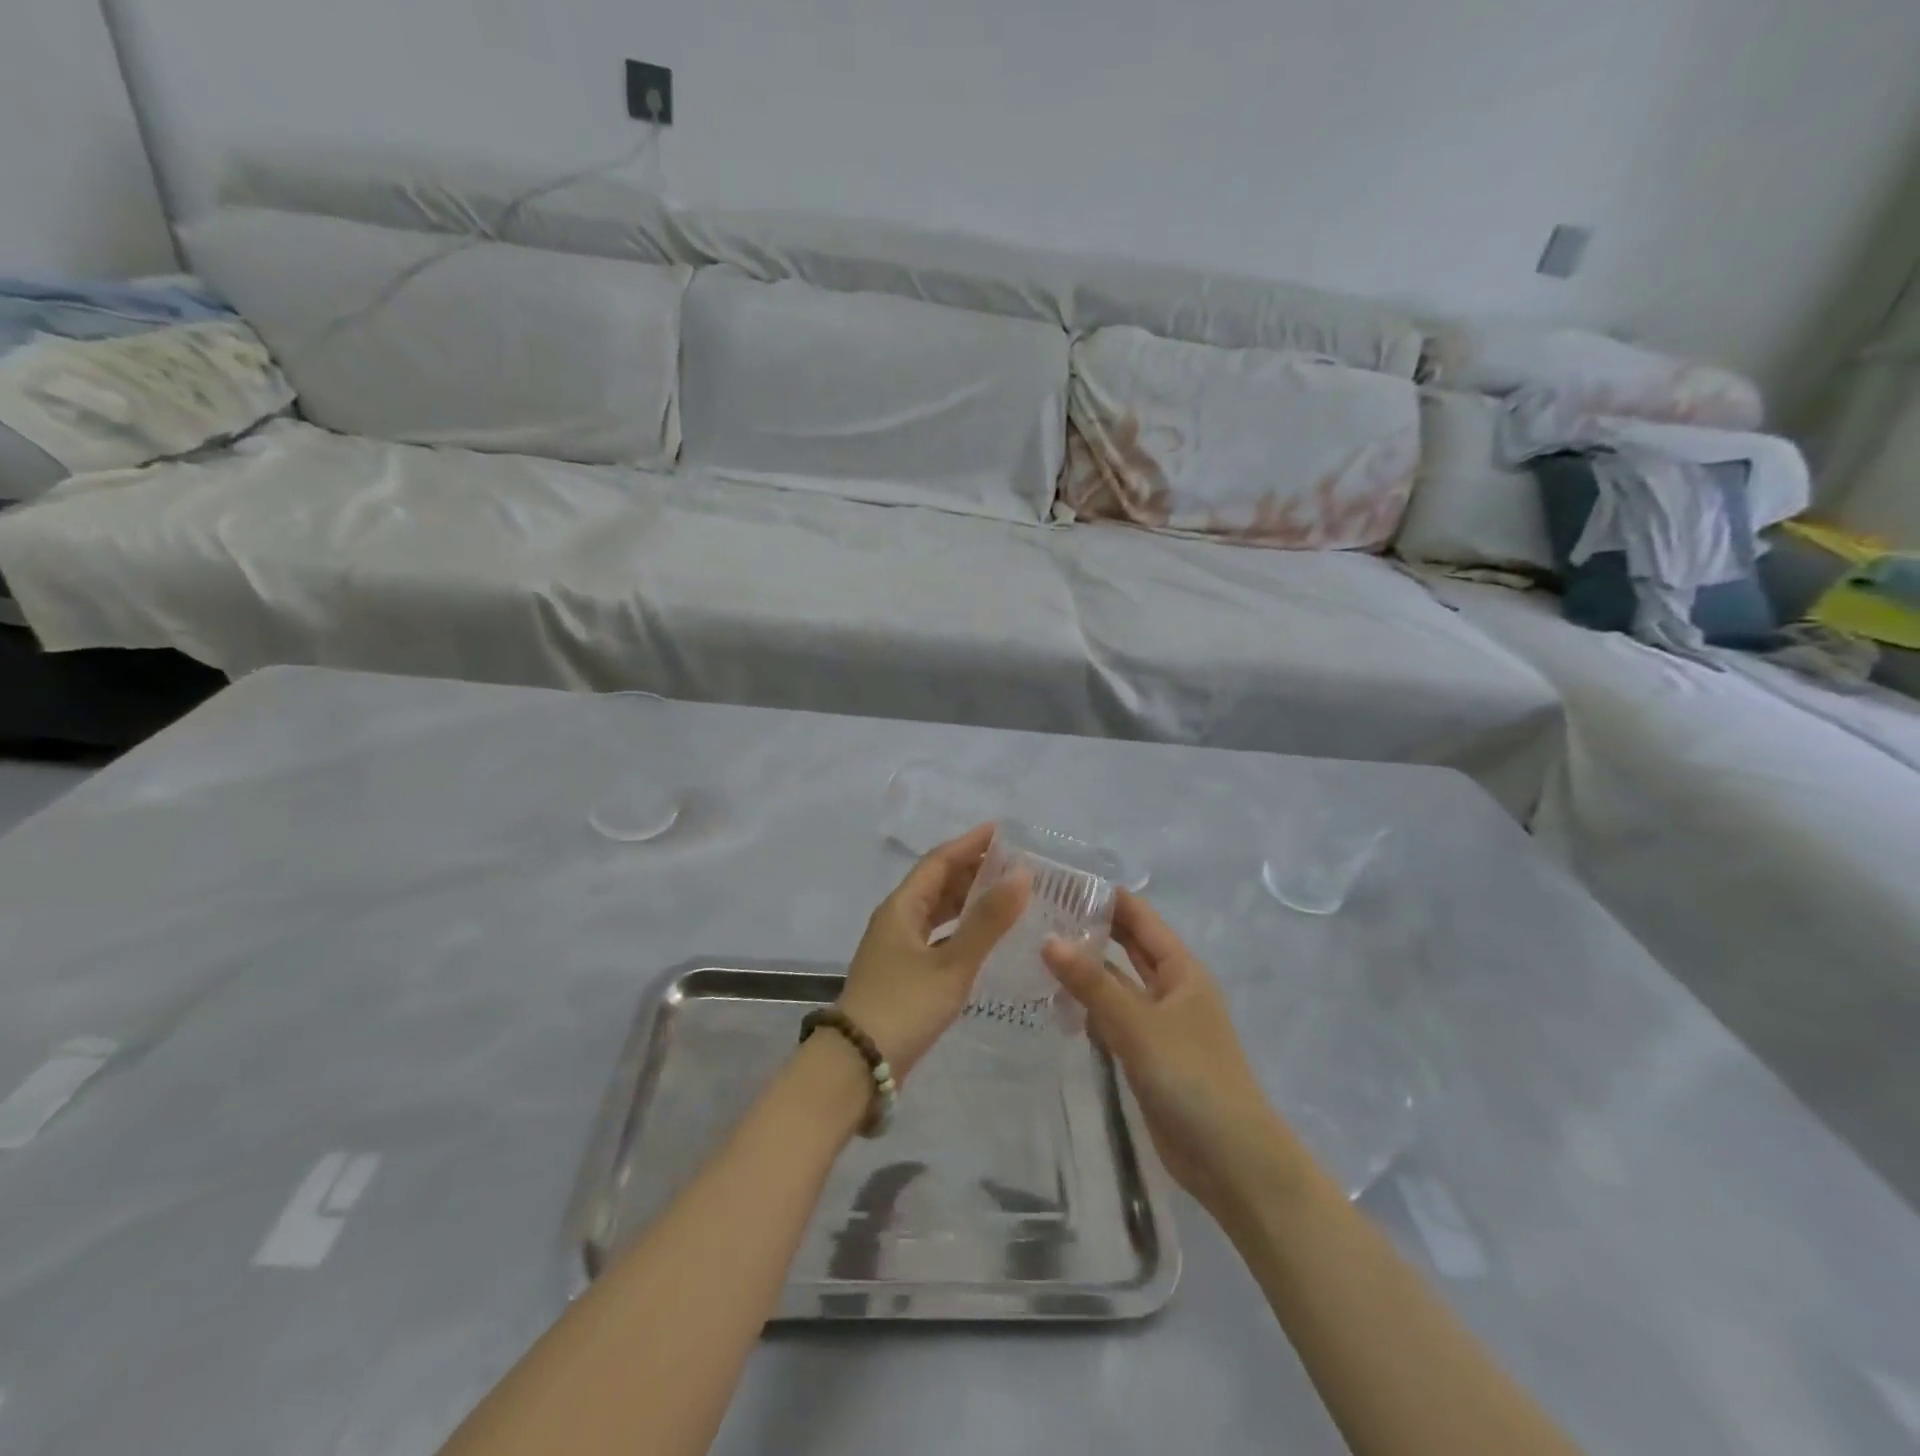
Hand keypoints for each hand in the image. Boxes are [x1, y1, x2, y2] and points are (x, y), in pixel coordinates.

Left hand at [838, 824, 1029, 1079]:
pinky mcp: (902, 972)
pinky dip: (960, 929)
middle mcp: (896, 919)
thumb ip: (988, 921)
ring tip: (1005, 894)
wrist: (858, 1065)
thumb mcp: (952, 964)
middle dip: (972, 869)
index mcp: (902, 907)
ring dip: (967, 899)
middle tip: (1013, 863)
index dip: (969, 843)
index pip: (938, 861)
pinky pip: (936, 935)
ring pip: (936, 910)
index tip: (1002, 831)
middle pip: (936, 882)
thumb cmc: (904, 1007)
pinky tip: (983, 938)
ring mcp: (897, 947)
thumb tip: (1022, 874)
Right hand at [1043, 892, 1287, 1219]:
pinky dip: (1088, 1008)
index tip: (1059, 879)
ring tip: (1034, 950)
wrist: (1233, 1161)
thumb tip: (1048, 939)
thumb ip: (1092, 984)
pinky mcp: (1146, 1055)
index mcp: (1181, 970)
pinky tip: (1053, 1003)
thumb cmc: (1193, 1078)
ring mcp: (1158, 1024)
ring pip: (1116, 984)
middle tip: (1037, 912)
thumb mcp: (1139, 1025)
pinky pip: (1113, 1019)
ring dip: (1085, 970)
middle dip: (1090, 928)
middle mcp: (1171, 989)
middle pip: (1127, 947)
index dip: (1104, 896)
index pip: (1139, 917)